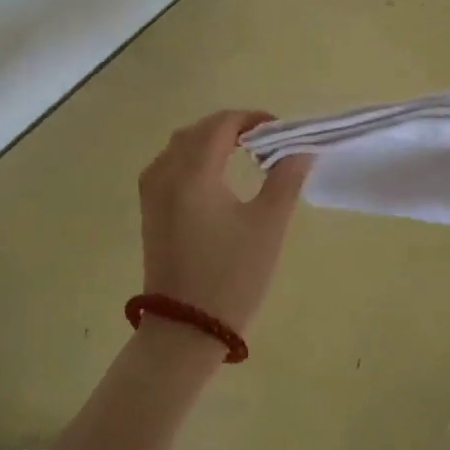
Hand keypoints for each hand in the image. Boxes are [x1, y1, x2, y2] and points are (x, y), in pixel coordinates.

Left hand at [137, 110, 311, 340]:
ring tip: (243, 153)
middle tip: (266, 141)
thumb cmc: (232, 276)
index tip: (279, 131)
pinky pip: (168, 164)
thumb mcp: (267, 226)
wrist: (185, 330)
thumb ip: (285, 178)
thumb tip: (300, 148)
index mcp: (193, 173)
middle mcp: (165, 173)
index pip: (222, 124)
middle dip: (232, 126)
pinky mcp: (149, 209)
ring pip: (180, 144)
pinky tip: (214, 175)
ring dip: (210, 139)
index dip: (252, 119)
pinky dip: (192, 156)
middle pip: (198, 130)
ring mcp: (151, 191)